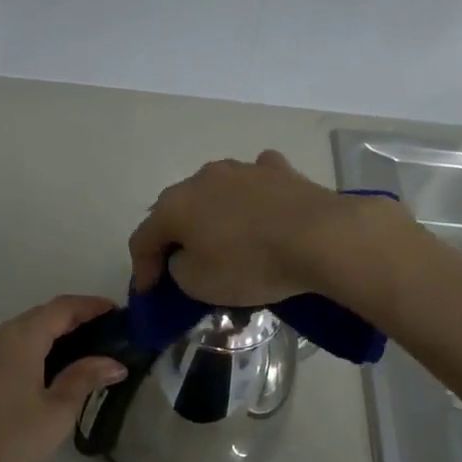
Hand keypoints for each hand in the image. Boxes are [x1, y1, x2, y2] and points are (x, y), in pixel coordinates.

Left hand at [0, 295, 127, 461]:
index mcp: (18, 339)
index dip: (90, 306)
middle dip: (74, 319)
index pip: (61, 308)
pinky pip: (8, 348)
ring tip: (86, 351)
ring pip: (23, 332)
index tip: (117, 312)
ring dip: (53, 334)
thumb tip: (114, 363)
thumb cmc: (10, 443)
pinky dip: (34, 349)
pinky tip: (51, 369)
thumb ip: (85, 378)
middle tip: (108, 333)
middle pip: (41, 316)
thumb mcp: (57, 412)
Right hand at [129, 150, 401, 305]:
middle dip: (173, 236)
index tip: (149, 292)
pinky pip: (253, 183)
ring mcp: (241, 168)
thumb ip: (178, 268)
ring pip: (214, 192)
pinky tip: (259, 209)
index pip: (143, 237)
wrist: (319, 237)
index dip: (142, 268)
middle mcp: (201, 178)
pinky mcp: (278, 170)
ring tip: (222, 238)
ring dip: (211, 215)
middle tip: (178, 263)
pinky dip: (249, 197)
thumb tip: (185, 254)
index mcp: (175, 205)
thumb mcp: (199, 284)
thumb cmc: (250, 264)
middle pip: (176, 209)